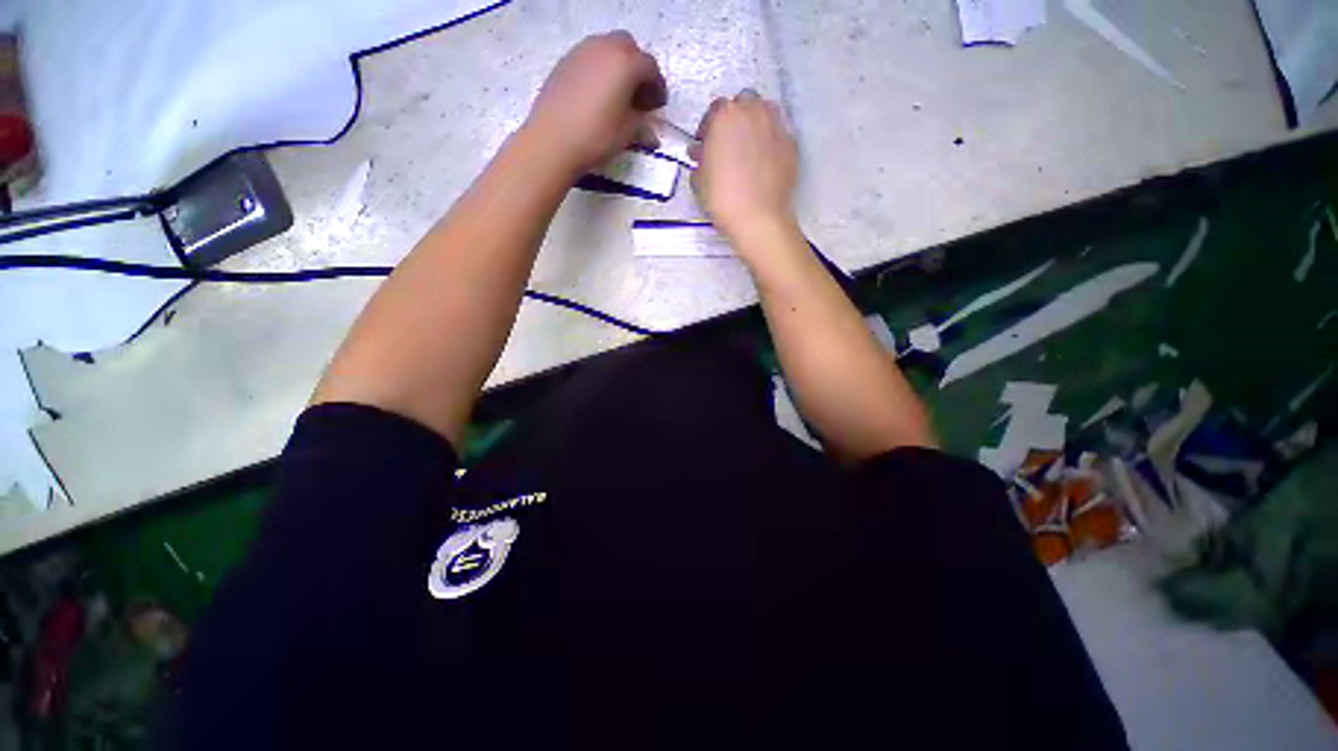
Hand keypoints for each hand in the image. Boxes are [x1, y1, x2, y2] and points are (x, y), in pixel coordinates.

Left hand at [522, 31, 666, 177]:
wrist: (552, 140)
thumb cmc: (596, 136)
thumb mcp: (626, 134)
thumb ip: (641, 126)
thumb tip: (651, 134)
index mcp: (626, 63)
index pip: (650, 68)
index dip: (657, 87)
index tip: (658, 106)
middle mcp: (605, 47)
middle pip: (629, 48)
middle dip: (638, 69)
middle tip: (639, 96)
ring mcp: (582, 51)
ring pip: (607, 49)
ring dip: (617, 67)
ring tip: (618, 96)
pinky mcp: (565, 62)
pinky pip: (589, 58)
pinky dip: (599, 71)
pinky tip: (597, 96)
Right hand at [690, 90, 799, 256]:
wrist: (758, 218)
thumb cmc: (722, 199)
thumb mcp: (698, 179)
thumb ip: (700, 158)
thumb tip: (701, 151)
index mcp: (725, 116)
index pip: (715, 110)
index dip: (708, 128)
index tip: (705, 145)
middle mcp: (753, 112)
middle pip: (743, 104)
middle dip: (734, 119)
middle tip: (728, 144)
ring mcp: (776, 126)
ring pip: (764, 112)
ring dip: (755, 123)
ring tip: (748, 148)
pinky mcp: (791, 143)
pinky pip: (778, 133)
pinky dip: (770, 140)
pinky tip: (764, 161)